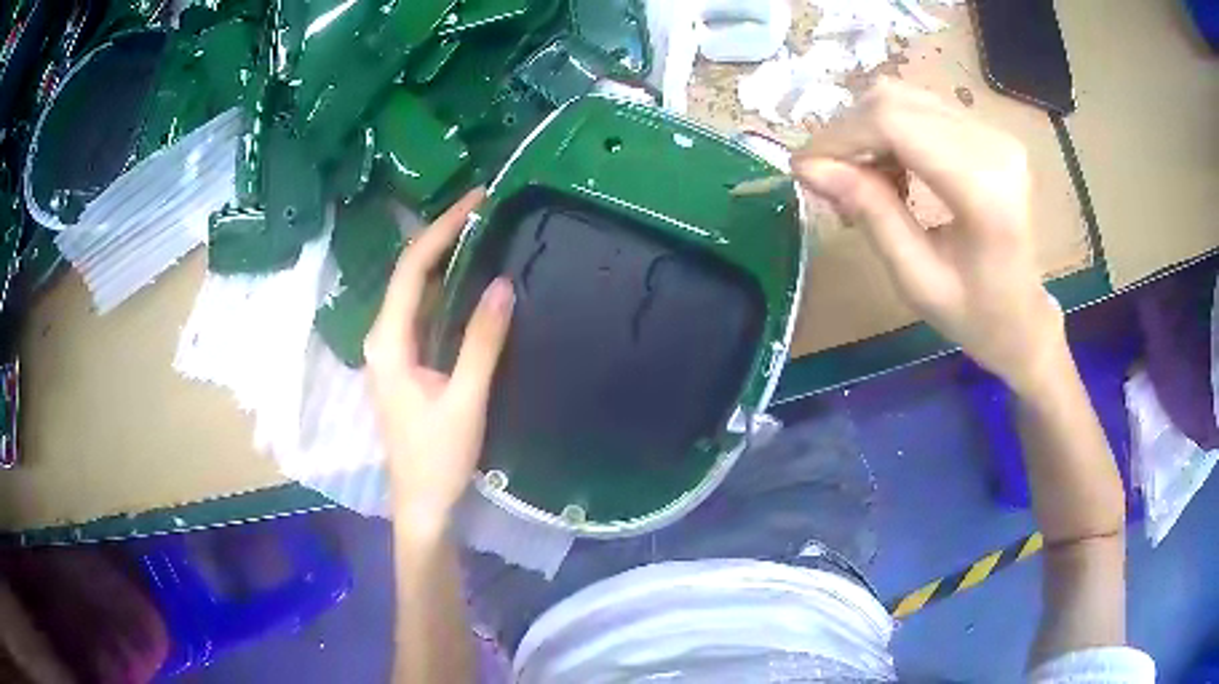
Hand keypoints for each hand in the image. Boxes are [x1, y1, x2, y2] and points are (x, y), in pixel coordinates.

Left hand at [365, 189, 514, 535]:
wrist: (423, 503)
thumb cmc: (439, 458)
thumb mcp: (465, 399)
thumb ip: (482, 342)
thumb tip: (502, 284)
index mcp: (389, 342)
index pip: (410, 270)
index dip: (441, 230)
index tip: (475, 200)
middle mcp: (383, 338)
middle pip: (408, 274)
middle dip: (442, 236)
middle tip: (483, 209)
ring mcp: (392, 351)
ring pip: (414, 292)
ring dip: (443, 260)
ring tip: (480, 232)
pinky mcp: (406, 363)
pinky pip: (423, 313)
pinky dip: (444, 288)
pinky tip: (468, 279)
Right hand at [791, 79, 1065, 394]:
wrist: (1024, 317)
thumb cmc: (975, 315)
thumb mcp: (915, 279)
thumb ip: (871, 214)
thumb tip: (809, 167)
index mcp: (984, 190)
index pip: (895, 123)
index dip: (840, 136)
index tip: (805, 168)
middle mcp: (993, 145)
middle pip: (894, 101)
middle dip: (849, 133)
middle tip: (831, 180)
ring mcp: (994, 133)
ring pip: (903, 98)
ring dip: (868, 132)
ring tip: (864, 180)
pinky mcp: (988, 131)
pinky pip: (920, 109)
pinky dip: (890, 132)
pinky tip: (892, 170)